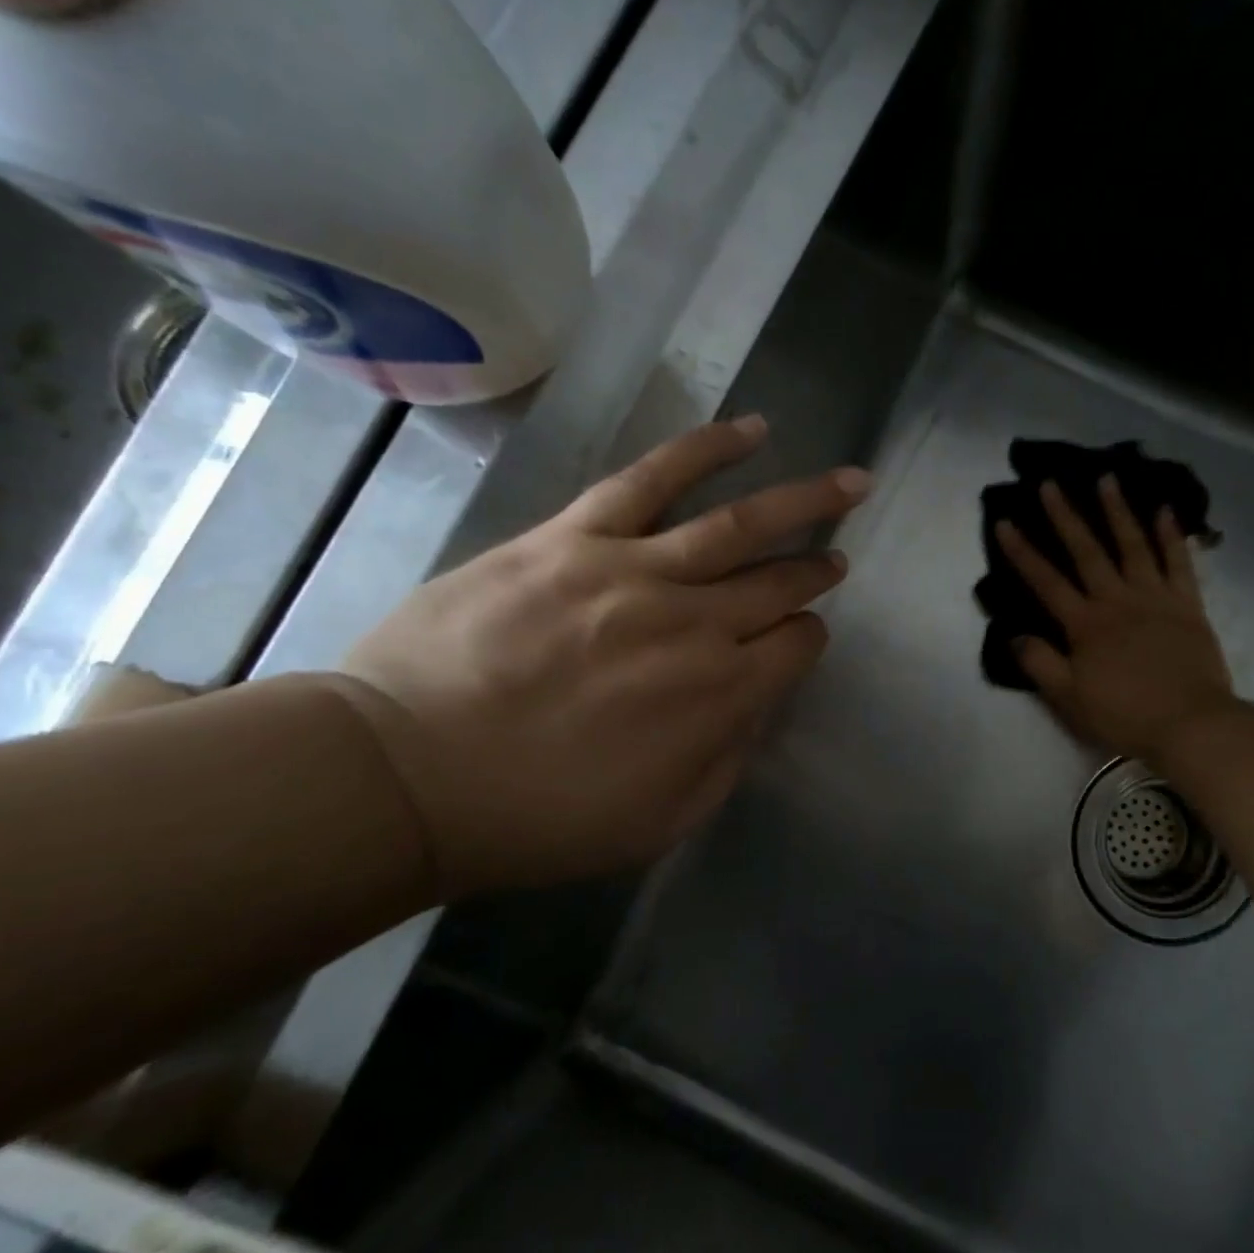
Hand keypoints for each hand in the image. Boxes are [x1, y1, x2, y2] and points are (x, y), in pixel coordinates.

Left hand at [328, 417, 869, 896]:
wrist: (407, 777)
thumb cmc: (540, 817)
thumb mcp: (663, 822)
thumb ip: (728, 758)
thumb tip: (757, 703)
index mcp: (723, 694)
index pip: (797, 646)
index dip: (808, 639)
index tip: (801, 639)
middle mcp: (697, 623)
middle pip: (780, 582)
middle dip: (818, 570)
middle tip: (837, 560)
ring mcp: (637, 570)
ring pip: (741, 523)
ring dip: (804, 501)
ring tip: (847, 483)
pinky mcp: (576, 535)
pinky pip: (654, 478)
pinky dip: (707, 449)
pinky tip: (752, 431)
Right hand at [996, 476, 1239, 764]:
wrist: (1192, 724)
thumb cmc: (1125, 715)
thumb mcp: (1069, 698)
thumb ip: (1039, 663)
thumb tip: (1015, 634)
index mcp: (1085, 624)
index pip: (1045, 581)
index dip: (1022, 552)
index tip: (1004, 522)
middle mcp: (1117, 600)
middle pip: (1086, 551)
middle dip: (1065, 516)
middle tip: (1050, 483)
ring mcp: (1155, 597)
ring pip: (1133, 545)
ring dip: (1117, 511)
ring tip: (1106, 479)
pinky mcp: (1188, 604)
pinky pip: (1179, 562)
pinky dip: (1172, 535)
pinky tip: (1165, 511)